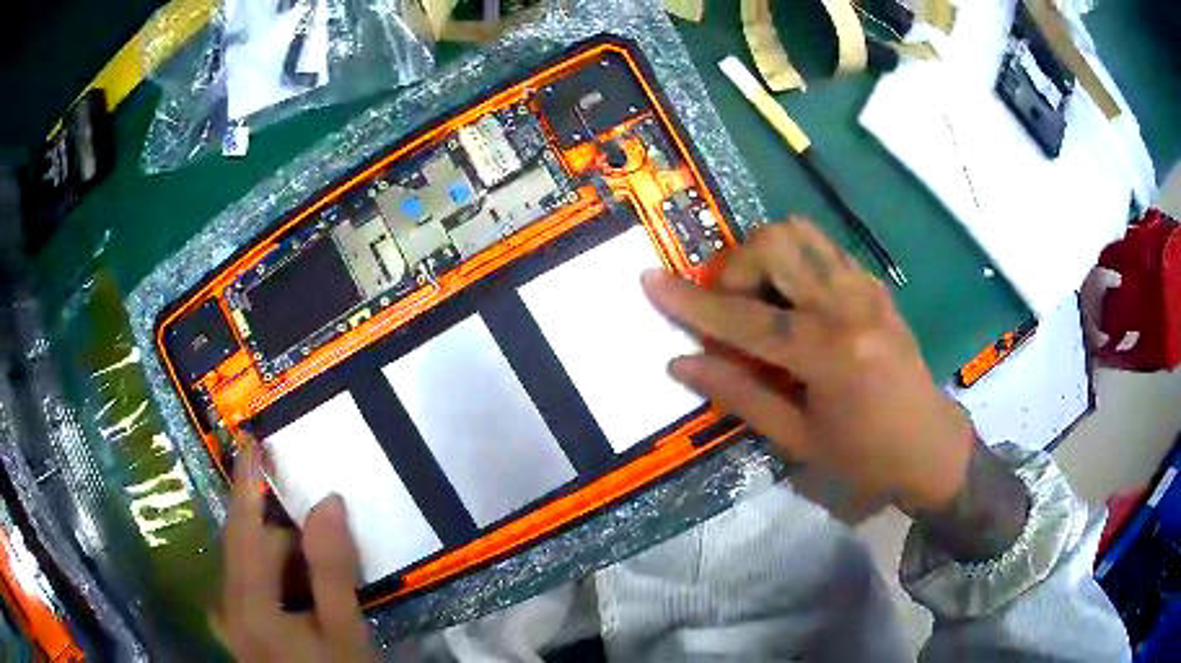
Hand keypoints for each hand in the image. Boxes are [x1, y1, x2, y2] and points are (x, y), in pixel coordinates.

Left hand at [215, 444, 377, 661]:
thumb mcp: (344, 630)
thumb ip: (332, 568)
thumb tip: (328, 501)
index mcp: (247, 604)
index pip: (245, 526)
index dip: (247, 480)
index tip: (249, 436)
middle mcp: (225, 604)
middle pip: (247, 546)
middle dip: (284, 536)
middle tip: (327, 546)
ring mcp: (226, 617)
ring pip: (248, 565)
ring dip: (281, 558)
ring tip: (318, 585)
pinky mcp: (234, 626)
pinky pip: (247, 582)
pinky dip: (274, 576)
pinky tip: (300, 597)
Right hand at [642, 219, 975, 514]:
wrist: (931, 445)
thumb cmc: (865, 456)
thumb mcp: (798, 439)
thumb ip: (739, 395)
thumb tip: (682, 363)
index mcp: (828, 353)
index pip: (745, 318)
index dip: (691, 302)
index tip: (650, 281)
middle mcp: (848, 306)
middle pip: (775, 244)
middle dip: (737, 267)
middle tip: (732, 307)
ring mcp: (866, 288)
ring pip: (801, 232)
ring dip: (766, 255)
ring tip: (762, 297)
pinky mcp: (876, 285)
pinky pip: (824, 248)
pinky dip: (795, 261)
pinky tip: (797, 301)